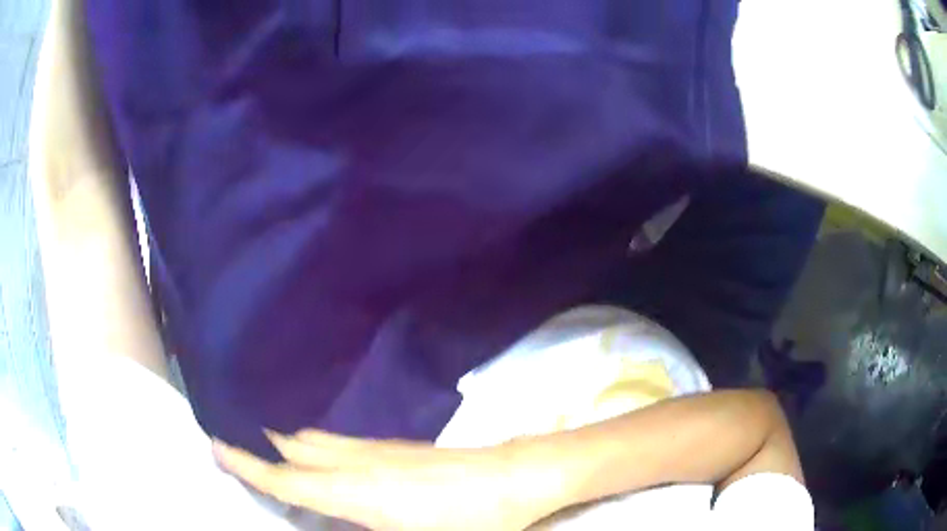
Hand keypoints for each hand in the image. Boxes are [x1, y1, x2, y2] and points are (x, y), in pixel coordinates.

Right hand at [213, 431, 555, 530]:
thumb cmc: (469, 523)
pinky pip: (342, 441)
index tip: (216, 444)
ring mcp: (378, 448)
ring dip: (292, 444)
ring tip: (274, 453)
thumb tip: (334, 520)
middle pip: (296, 447)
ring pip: (318, 440)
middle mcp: (358, 462)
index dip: (247, 465)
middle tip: (238, 447)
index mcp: (355, 492)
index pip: (286, 479)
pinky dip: (320, 446)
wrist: (514, 478)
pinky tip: (328, 459)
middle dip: (264, 447)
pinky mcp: (397, 446)